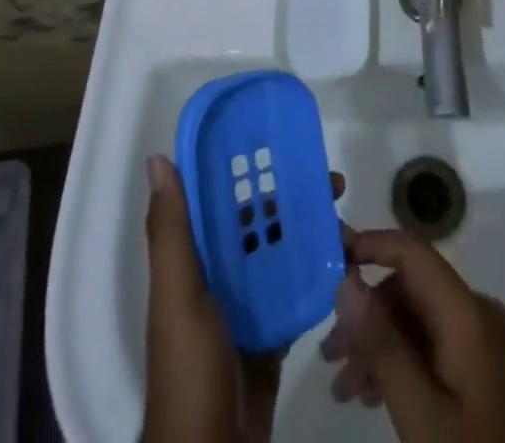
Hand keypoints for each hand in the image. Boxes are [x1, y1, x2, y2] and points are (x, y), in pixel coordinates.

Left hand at [141, 155, 345, 442]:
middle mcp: (217, 272)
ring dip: (308, 232)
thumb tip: (158, 159)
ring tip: (345, 222)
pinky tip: (343, 262)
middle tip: (333, 183)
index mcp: (192, 257)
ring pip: (279, 252)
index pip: (218, 197)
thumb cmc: (190, 363)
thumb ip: (171, 231)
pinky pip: (294, 291)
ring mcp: (245, 304)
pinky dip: (315, 274)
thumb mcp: (177, 294)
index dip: (244, 166)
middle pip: (257, 220)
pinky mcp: (269, 332)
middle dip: (291, 197)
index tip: (281, 140)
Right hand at [322, 229, 504, 442]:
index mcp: (465, 310)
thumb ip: (382, 343)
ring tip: (344, 388)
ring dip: (377, 344)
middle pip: (409, 289)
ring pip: (416, 319)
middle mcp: (475, 311)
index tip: (328, 259)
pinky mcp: (480, 369)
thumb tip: (345, 280)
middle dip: (365, 315)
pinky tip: (373, 395)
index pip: (411, 251)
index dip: (368, 245)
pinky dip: (399, 362)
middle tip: (329, 356)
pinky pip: (431, 344)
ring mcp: (480, 340)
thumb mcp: (420, 410)